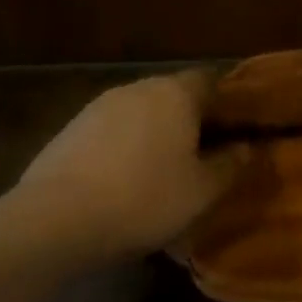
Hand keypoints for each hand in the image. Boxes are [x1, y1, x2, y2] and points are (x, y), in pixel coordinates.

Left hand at [8, 70, 245, 259]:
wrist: (52, 221)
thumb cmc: (142, 199)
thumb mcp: (201, 191)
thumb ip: (230, 166)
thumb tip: (249, 147)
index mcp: (176, 93)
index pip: (211, 81)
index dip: (225, 102)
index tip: (234, 129)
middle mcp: (140, 88)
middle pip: (175, 94)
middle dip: (189, 119)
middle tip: (201, 153)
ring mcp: (100, 106)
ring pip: (141, 112)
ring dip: (154, 133)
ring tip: (159, 171)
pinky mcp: (70, 129)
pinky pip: (111, 131)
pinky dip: (122, 148)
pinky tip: (121, 181)